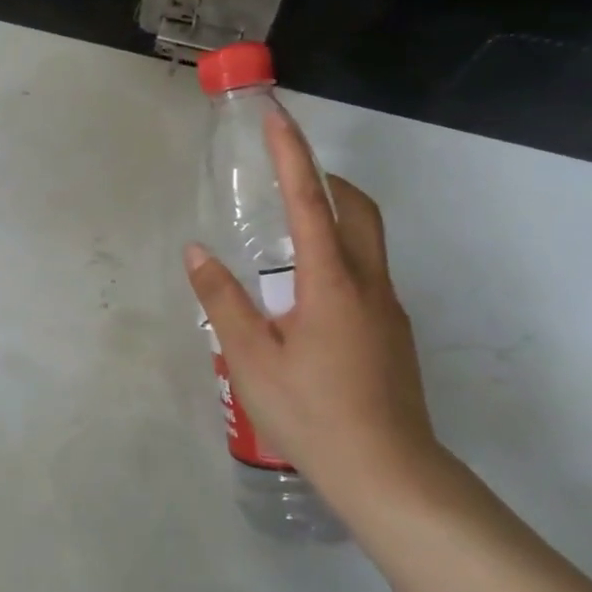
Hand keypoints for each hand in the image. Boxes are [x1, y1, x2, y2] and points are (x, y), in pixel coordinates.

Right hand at [184, 108, 441, 491]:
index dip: (292, 156)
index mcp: (331, 283)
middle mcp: (368, 285)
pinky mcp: (394, 335)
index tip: (277, 117)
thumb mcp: (251, 358)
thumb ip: (223, 301)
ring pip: (368, 241)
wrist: (389, 474)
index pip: (311, 201)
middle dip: (326, 179)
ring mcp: (388, 310)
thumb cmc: (311, 413)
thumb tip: (197, 253)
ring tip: (290, 232)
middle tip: (288, 174)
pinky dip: (338, 257)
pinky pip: (366, 275)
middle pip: (358, 210)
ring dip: (336, 217)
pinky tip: (307, 297)